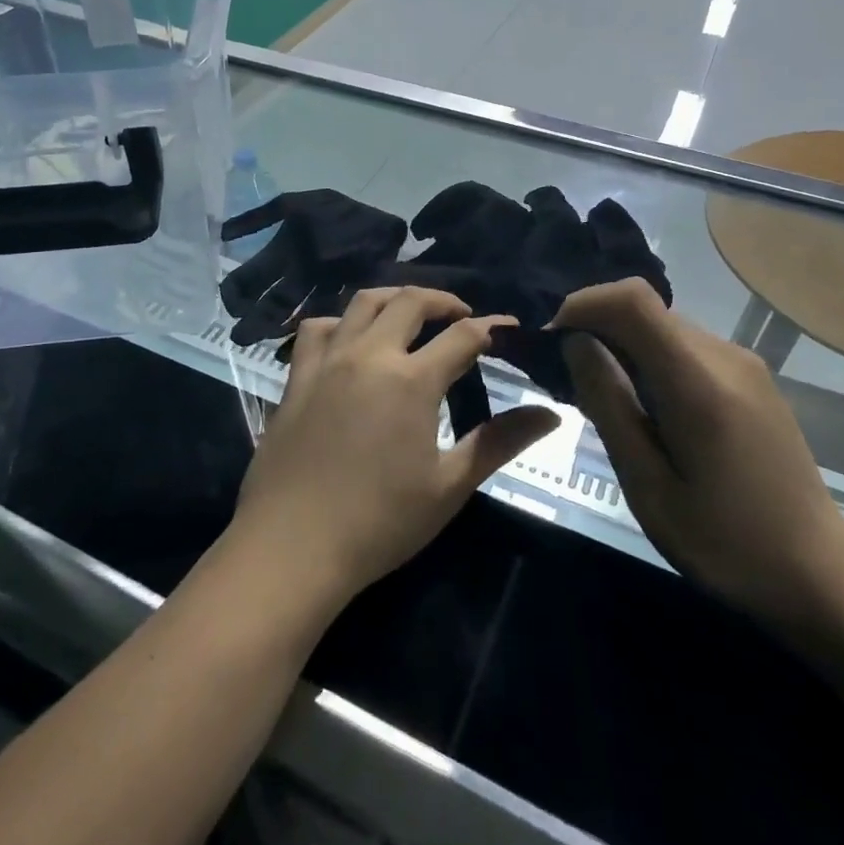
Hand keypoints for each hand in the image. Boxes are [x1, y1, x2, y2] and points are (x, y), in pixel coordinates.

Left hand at [234, 288, 561, 602]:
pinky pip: (318, 329)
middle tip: (461, 315)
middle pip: (410, 302)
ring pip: (362, 303)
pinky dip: (341, 321)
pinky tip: (350, 338)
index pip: (463, 336)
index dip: (492, 326)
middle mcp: (369, 355)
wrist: (293, 545)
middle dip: (443, 300)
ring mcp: (328, 362)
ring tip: (410, 313)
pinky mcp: (297, 377)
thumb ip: (499, 442)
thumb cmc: (379, 522)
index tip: (510, 327)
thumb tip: (550, 415)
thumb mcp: (449, 486)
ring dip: (394, 298)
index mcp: (412, 380)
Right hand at [553, 279, 843, 622]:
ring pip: (661, 326)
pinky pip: (683, 346)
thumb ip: (610, 405)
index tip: (553, 342)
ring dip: (621, 345)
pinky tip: (645, 408)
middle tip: (568, 380)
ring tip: (604, 399)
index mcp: (699, 383)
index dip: (583, 304)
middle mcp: (724, 356)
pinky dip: (648, 358)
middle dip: (595, 329)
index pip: (632, 299)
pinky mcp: (750, 376)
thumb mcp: (649, 486)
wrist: (818, 571)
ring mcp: (743, 363)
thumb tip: (575, 343)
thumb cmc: (725, 542)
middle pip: (644, 309)